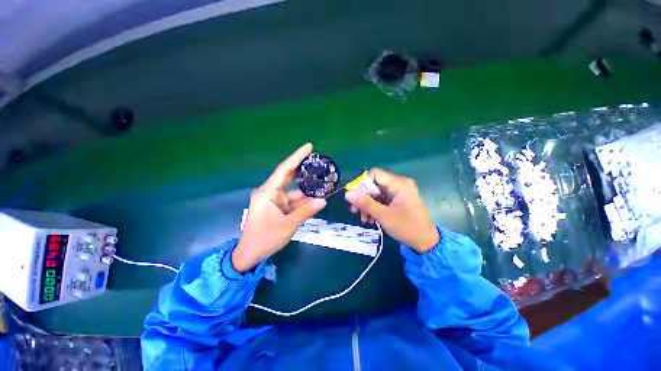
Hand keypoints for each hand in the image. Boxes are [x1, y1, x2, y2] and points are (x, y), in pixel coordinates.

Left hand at [233, 143, 325, 272]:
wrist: (250, 254)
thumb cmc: (265, 239)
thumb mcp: (287, 225)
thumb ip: (305, 211)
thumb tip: (323, 201)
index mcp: (267, 192)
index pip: (284, 170)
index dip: (297, 157)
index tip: (309, 147)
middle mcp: (269, 192)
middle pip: (288, 176)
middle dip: (302, 169)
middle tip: (317, 161)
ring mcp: (273, 200)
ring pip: (292, 190)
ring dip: (306, 189)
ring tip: (322, 182)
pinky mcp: (277, 207)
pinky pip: (292, 200)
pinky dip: (303, 201)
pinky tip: (315, 199)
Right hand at [345, 168, 439, 252]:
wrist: (425, 242)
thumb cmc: (406, 227)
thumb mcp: (383, 215)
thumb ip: (365, 203)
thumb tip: (347, 193)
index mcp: (399, 183)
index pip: (375, 174)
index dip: (362, 183)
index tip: (354, 197)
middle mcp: (398, 184)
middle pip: (374, 184)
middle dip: (363, 197)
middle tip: (354, 210)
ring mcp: (398, 193)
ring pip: (375, 193)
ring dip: (367, 205)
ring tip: (363, 219)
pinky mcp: (396, 200)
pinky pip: (381, 200)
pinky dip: (373, 208)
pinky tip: (369, 219)